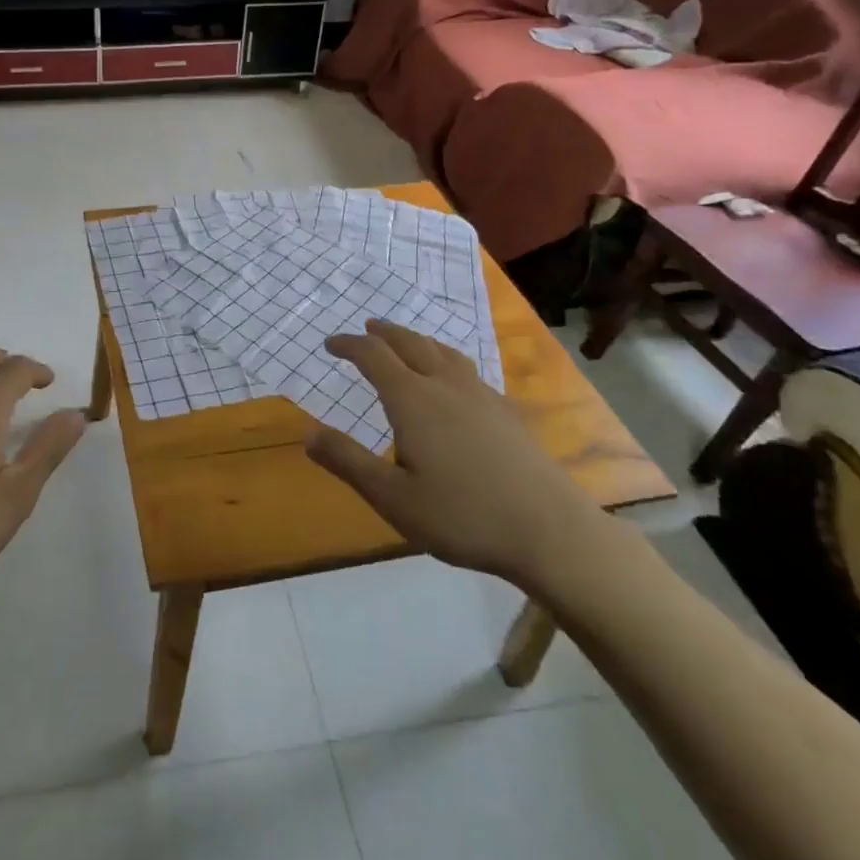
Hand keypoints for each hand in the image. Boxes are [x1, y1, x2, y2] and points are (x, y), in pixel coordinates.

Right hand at [305, 321, 612, 592]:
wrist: (551, 531)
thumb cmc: (463, 516)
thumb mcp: (392, 498)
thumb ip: (348, 462)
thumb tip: (308, 433)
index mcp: (413, 399)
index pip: (373, 356)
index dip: (349, 345)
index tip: (330, 344)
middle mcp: (445, 385)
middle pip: (410, 343)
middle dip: (384, 333)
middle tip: (367, 329)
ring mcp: (481, 395)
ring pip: (442, 351)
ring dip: (416, 340)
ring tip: (406, 343)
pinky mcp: (506, 412)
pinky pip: (466, 369)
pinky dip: (444, 359)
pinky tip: (453, 381)